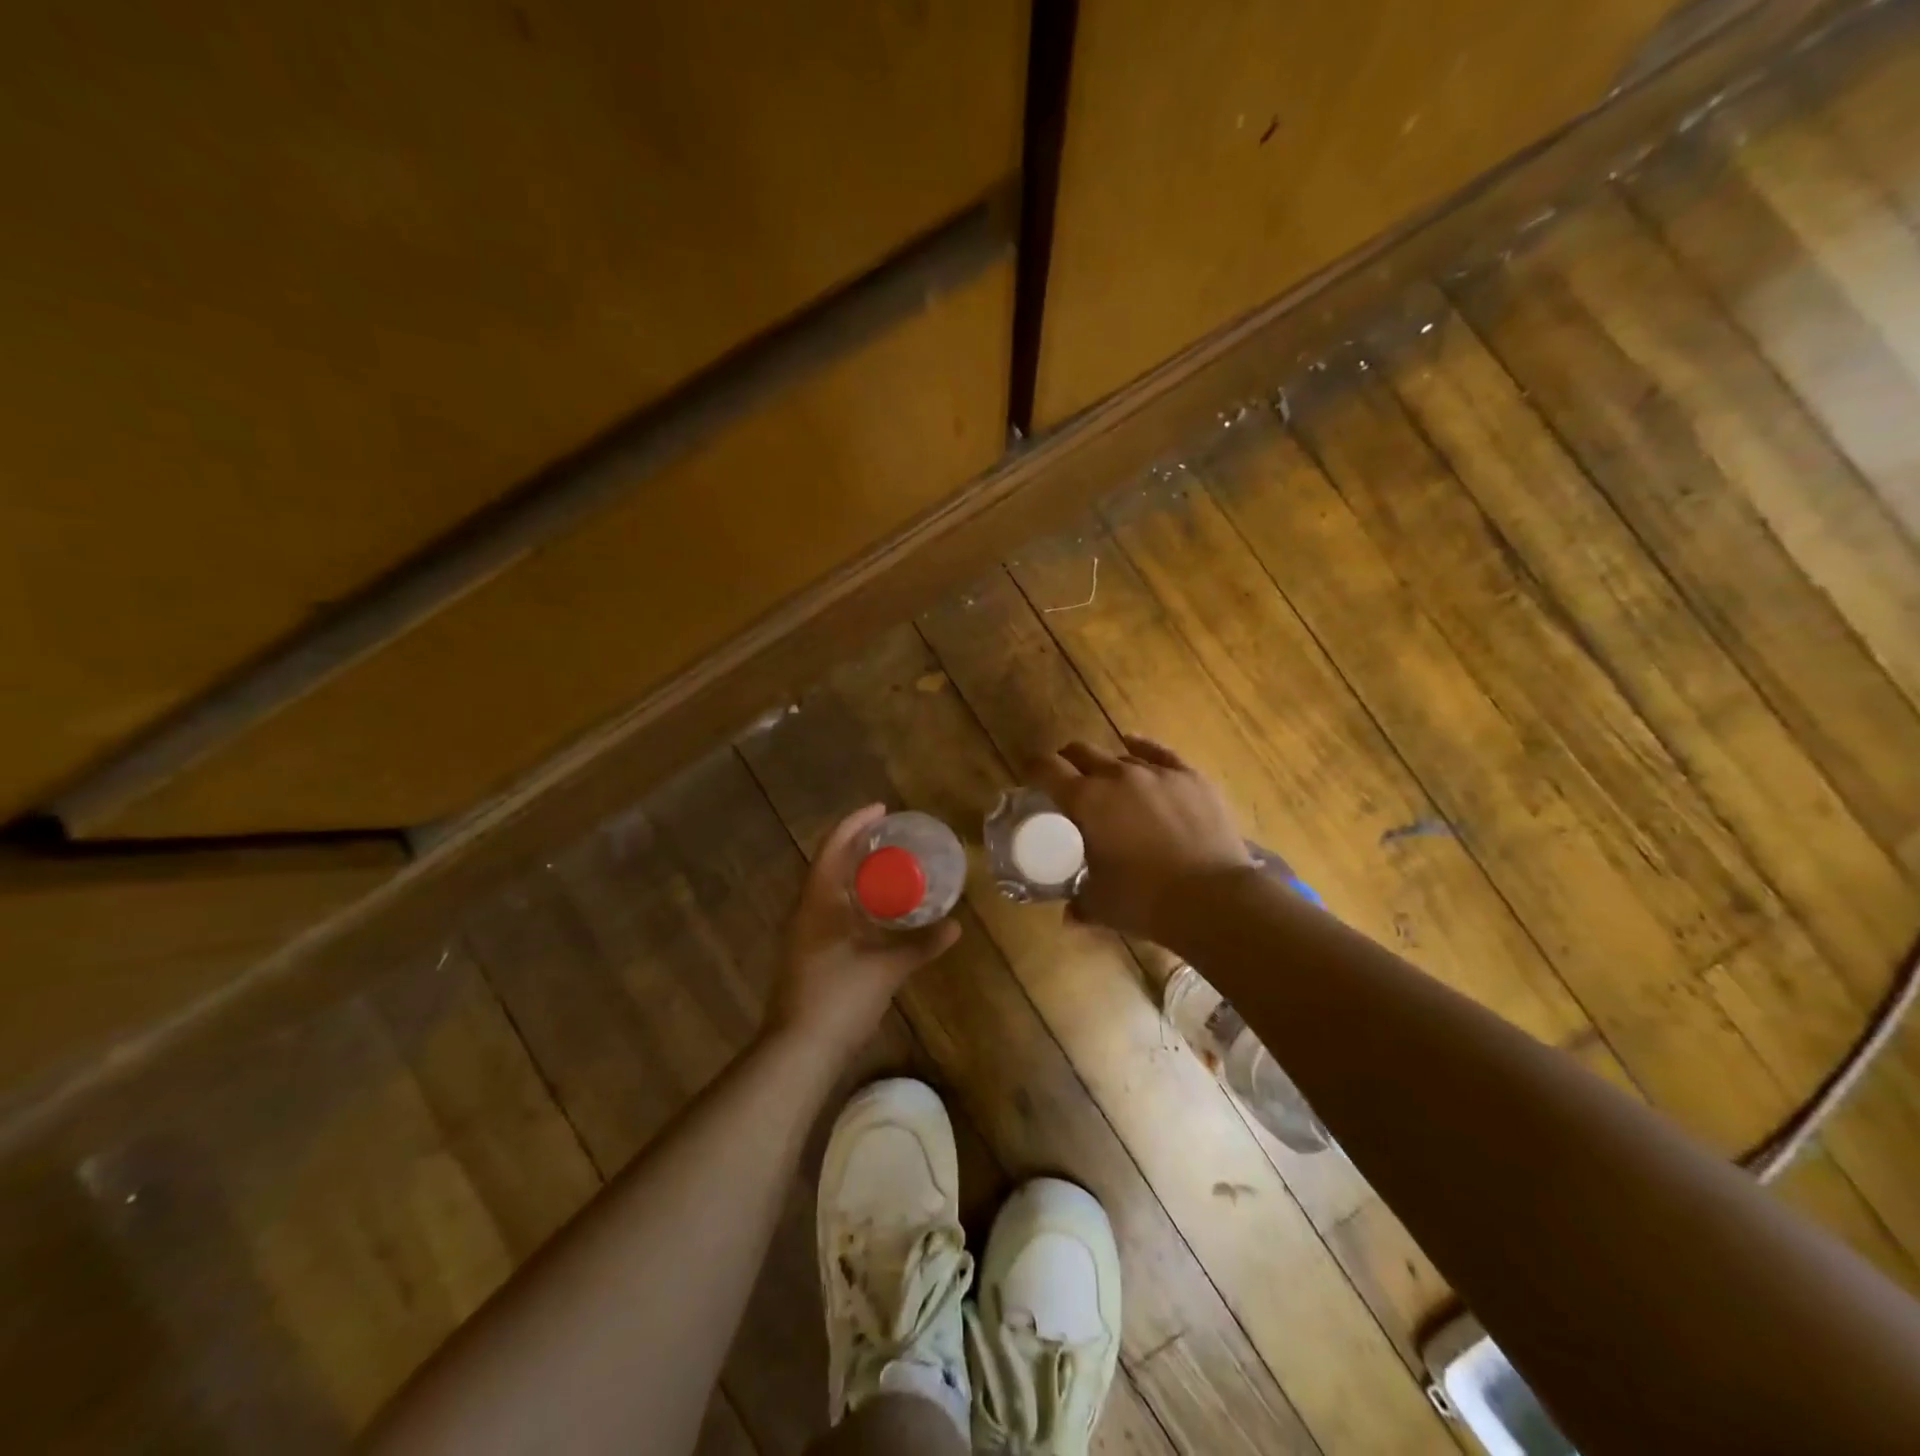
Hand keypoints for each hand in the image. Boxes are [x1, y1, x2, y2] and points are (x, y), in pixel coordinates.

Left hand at [764, 803, 960, 1062]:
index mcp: (818, 901)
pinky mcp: (807, 953)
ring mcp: (802, 933)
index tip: (882, 810)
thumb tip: (955, 926)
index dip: (855, 823)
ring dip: (854, 872)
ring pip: (828, 888)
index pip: (833, 847)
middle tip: (892, 837)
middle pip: (829, 863)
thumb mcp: (886, 969)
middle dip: (857, 844)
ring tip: (888, 866)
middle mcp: (805, 910)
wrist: (798, 1051)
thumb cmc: (839, 998)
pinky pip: (830, 910)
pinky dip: (852, 898)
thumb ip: (920, 945)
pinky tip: (874, 910)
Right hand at [1032, 736, 1254, 939]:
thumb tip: (1068, 916)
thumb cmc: (1145, 901)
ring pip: (1120, 755)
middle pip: (1082, 752)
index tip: (1030, 776)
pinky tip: (1135, 745)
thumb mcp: (1101, 905)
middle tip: (1066, 780)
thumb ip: (1079, 905)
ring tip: (1108, 782)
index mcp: (1086, 801)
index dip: (1034, 769)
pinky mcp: (1190, 777)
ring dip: (1107, 766)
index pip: (1047, 769)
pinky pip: (1159, 752)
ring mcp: (1156, 772)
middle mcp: (1117, 776)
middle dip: (1068, 762)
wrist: (1213, 898)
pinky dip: (1142, 748)